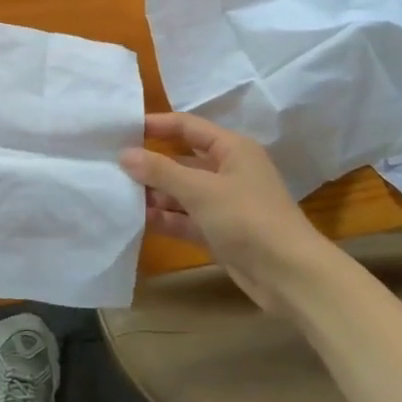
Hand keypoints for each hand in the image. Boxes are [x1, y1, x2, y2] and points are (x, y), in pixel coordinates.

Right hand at [119, 112, 333, 295]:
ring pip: (181, 191)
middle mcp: (228, 171)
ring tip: (116, 194)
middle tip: (110, 166)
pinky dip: (165, 218)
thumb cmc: (248, 219)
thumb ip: (160, 171)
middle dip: (150, 164)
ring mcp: (224, 203)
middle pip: (182, 160)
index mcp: (232, 149)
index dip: (156, 125)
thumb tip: (124, 154)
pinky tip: (136, 220)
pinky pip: (186, 218)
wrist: (290, 275)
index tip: (120, 130)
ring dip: (154, 193)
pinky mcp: (220, 232)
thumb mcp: (201, 190)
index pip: (187, 127)